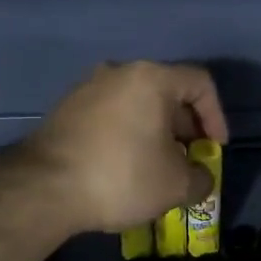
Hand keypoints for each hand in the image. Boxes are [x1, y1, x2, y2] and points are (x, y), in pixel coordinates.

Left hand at [22, 62, 228, 234]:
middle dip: (186, 127)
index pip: (200, 83)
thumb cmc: (122, 176)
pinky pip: (111, 115)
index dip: (217, 116)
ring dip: (156, 132)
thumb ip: (202, 178)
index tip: (214, 148)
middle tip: (190, 159)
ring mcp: (87, 88)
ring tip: (159, 167)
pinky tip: (126, 167)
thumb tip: (200, 177)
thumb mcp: (177, 185)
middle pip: (167, 91)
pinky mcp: (66, 109)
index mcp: (151, 78)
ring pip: (137, 104)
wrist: (43, 188)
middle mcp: (119, 72)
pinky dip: (128, 135)